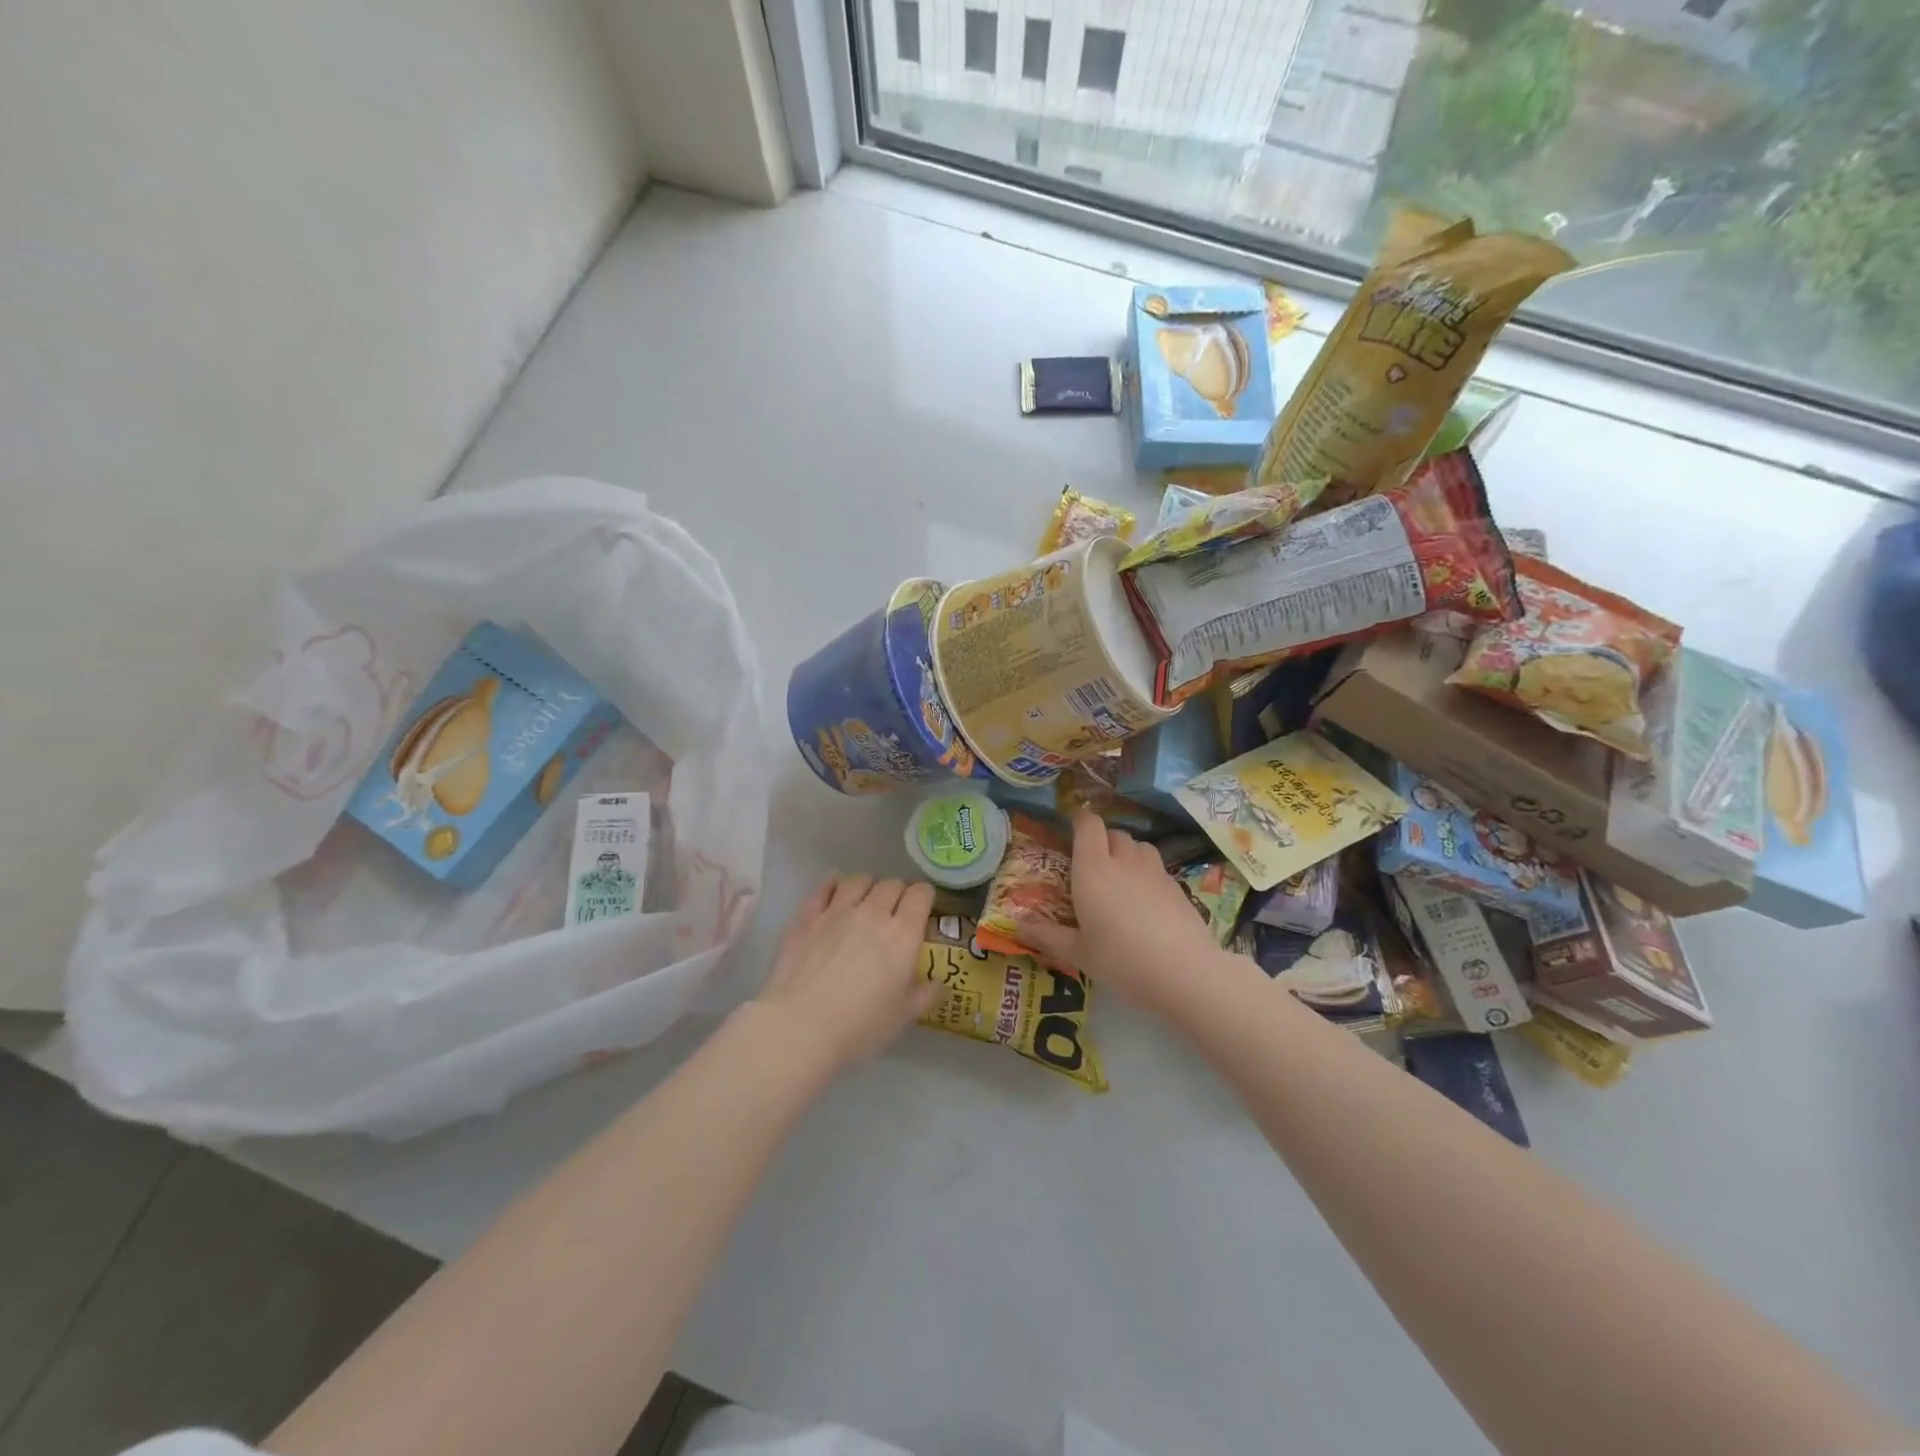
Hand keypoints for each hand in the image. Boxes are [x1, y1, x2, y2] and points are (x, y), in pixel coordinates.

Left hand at [752, 874, 938, 1072]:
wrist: (800, 1027)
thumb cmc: (859, 1026)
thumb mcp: (902, 1017)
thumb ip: (924, 995)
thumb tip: (939, 984)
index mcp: (902, 935)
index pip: (921, 895)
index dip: (925, 896)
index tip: (924, 906)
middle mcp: (872, 913)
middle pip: (892, 884)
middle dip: (899, 892)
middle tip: (896, 909)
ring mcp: (837, 911)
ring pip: (859, 880)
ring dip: (869, 885)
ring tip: (867, 898)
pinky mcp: (807, 917)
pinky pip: (824, 887)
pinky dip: (833, 883)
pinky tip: (835, 887)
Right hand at [1014, 811, 1226, 1013]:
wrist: (1184, 973)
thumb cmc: (1121, 960)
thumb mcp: (1078, 953)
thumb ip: (1046, 935)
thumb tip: (1016, 924)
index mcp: (1093, 869)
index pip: (1088, 825)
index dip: (1079, 820)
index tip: (1071, 830)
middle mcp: (1123, 861)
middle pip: (1114, 833)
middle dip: (1102, 841)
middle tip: (1092, 865)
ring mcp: (1154, 871)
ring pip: (1139, 846)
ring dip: (1127, 853)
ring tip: (1120, 879)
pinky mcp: (1177, 886)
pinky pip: (1156, 867)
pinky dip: (1146, 874)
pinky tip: (1145, 902)